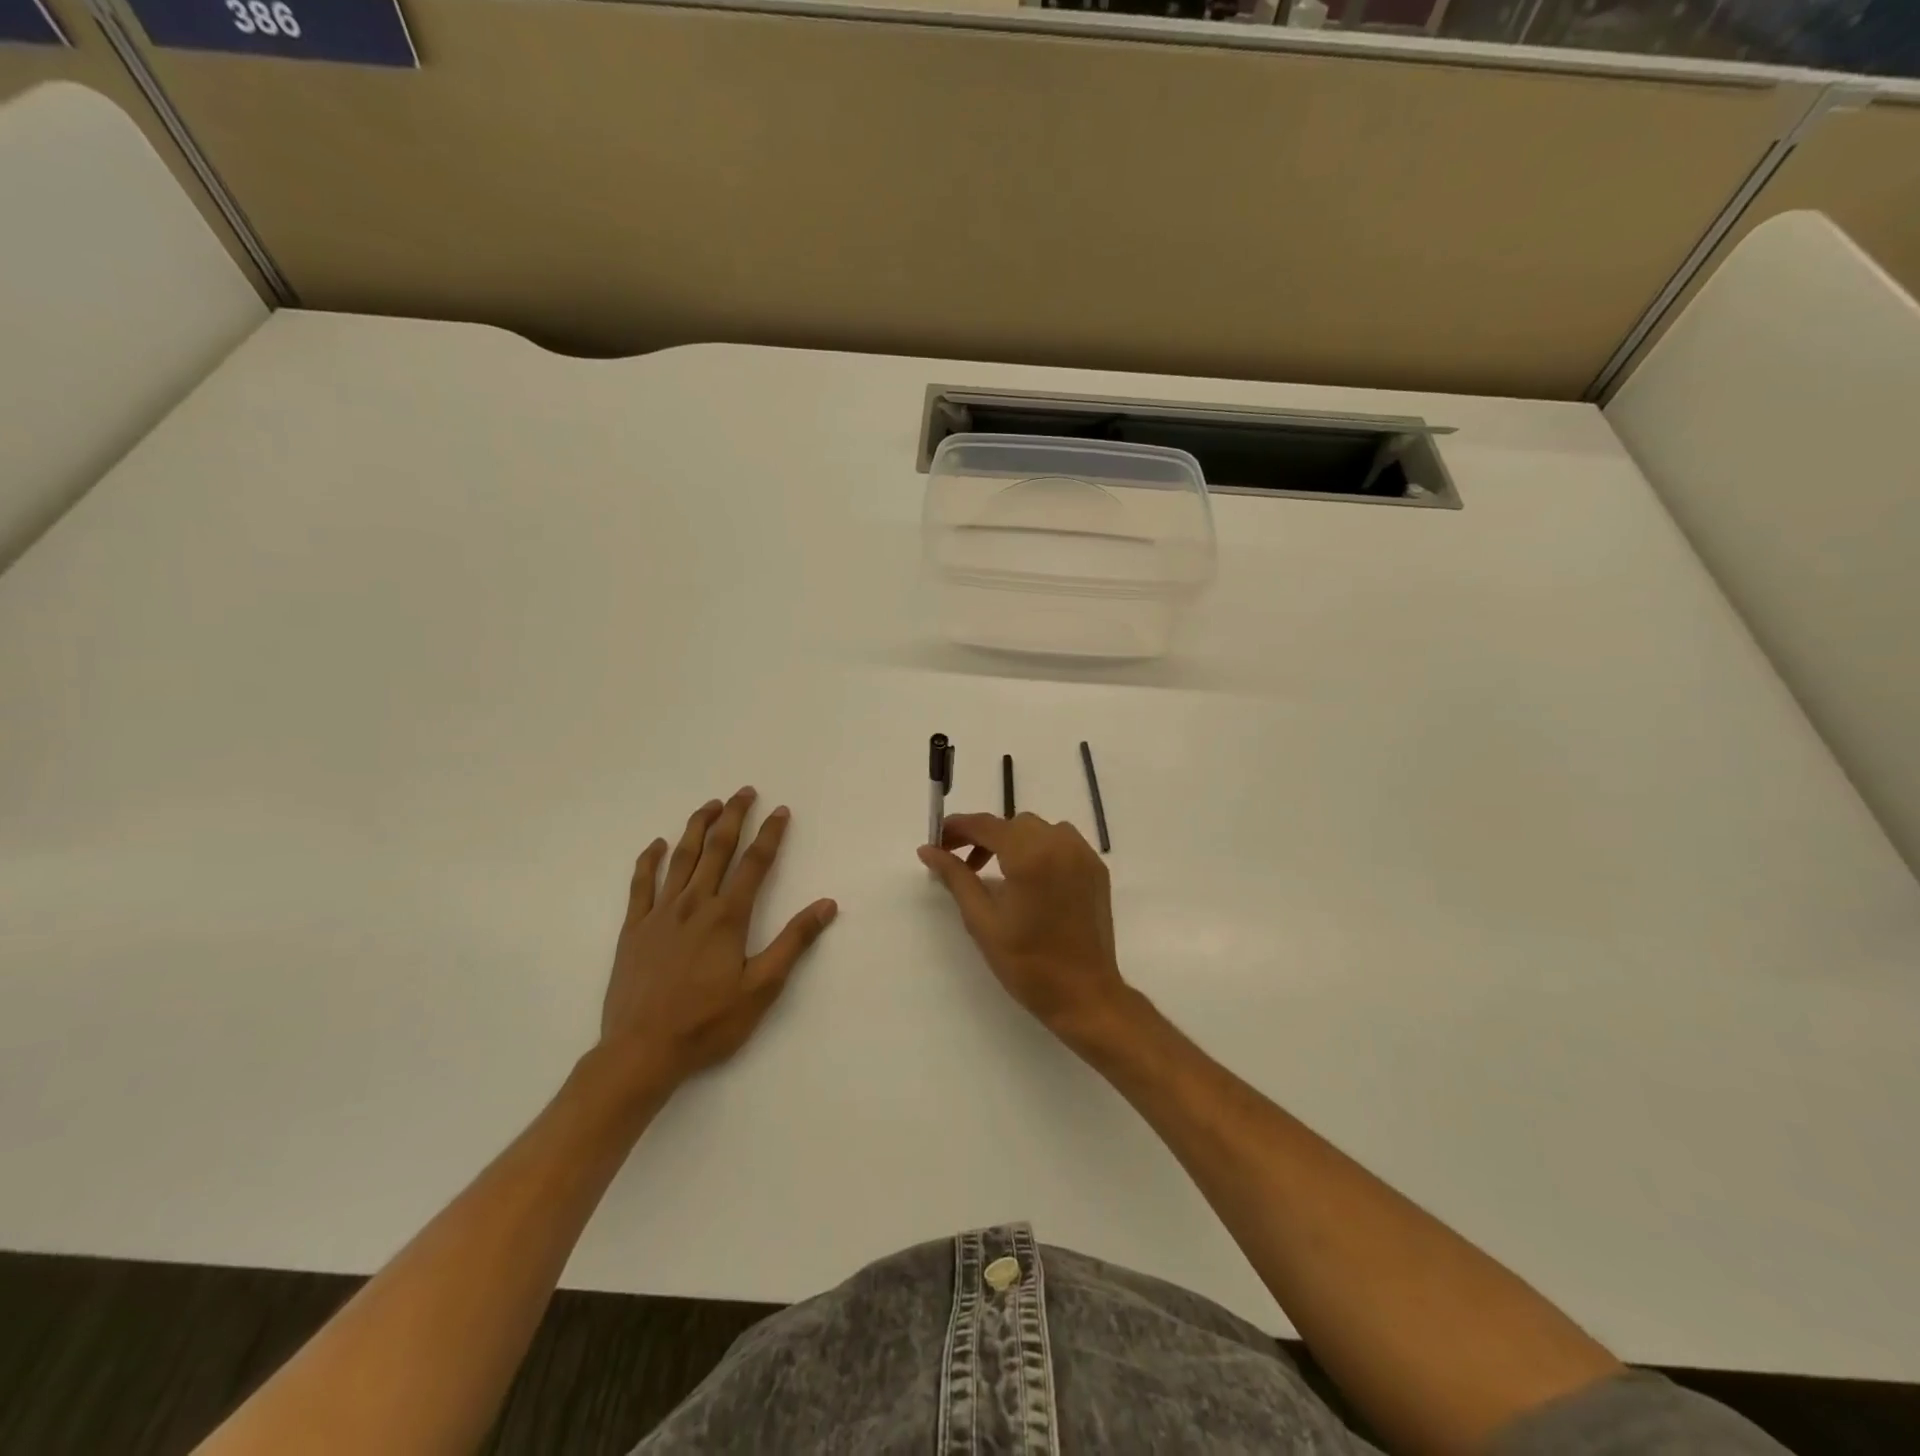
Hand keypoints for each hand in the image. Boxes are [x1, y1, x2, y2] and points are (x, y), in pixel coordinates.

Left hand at [601, 789, 836, 1087]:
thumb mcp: (762, 988)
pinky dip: (649, 860)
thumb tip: (826, 904)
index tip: (780, 811)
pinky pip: (641, 884)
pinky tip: (657, 845)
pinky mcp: (633, 928)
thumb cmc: (707, 1022)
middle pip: (717, 849)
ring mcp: (660, 914)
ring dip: (697, 827)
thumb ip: (794, 942)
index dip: (770, 835)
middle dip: (734, 817)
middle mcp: (694, 904)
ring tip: (710, 804)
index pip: (754, 864)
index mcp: (728, 916)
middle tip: (744, 792)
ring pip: (681, 858)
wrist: (641, 1051)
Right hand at [918, 812, 1127, 1037]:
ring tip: (995, 872)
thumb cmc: (1027, 963)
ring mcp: (1083, 854)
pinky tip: (1028, 878)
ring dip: (1012, 841)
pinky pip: (1061, 843)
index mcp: (1030, 855)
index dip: (957, 828)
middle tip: (962, 864)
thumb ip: (955, 878)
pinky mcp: (1096, 868)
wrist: (1084, 995)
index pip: (986, 825)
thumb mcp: (982, 920)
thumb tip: (928, 850)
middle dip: (984, 837)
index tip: (936, 840)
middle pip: (1013, 824)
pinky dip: (1039, 849)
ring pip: (1038, 830)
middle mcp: (1060, 843)